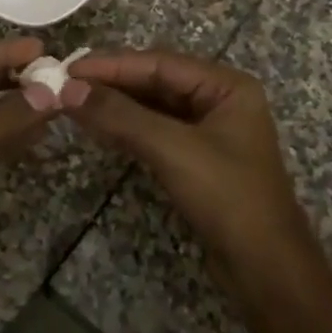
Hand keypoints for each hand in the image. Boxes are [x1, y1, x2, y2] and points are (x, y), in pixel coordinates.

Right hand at [61, 51, 316, 292]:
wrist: (266, 269)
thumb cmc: (228, 197)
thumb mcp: (172, 150)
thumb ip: (121, 115)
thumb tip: (69, 89)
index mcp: (226, 85)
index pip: (159, 62)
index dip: (112, 64)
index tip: (69, 68)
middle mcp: (219, 99)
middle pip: (156, 80)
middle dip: (112, 82)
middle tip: (65, 84)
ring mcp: (209, 130)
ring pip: (153, 106)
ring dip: (116, 105)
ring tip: (73, 102)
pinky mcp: (197, 158)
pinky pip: (156, 130)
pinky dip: (127, 127)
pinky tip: (99, 127)